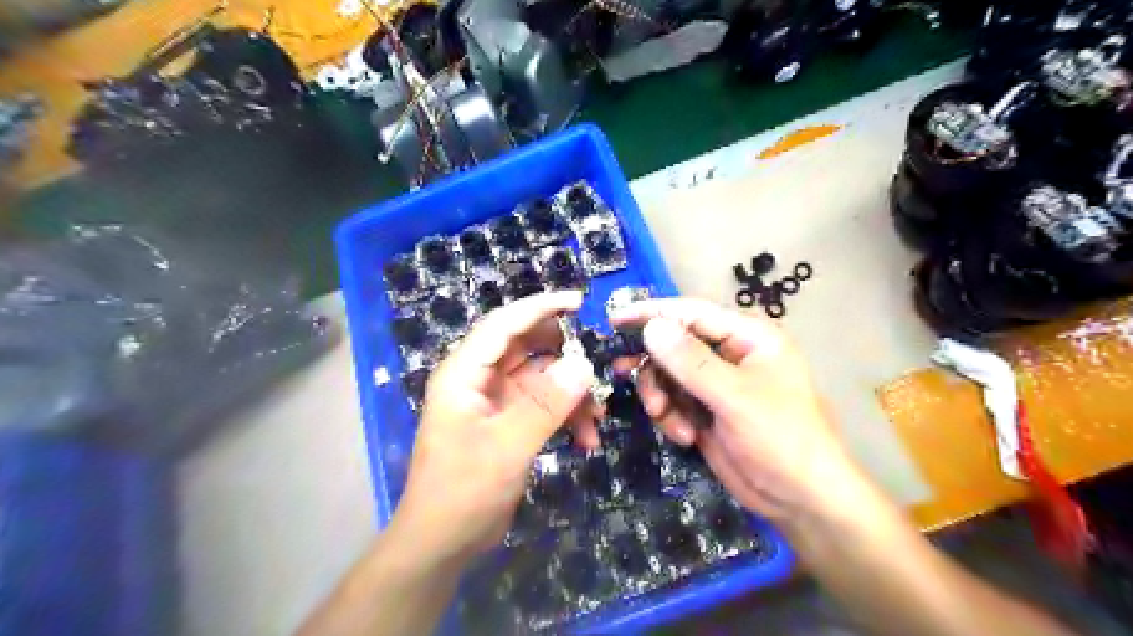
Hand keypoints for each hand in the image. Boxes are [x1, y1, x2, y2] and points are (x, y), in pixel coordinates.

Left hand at [389, 290, 595, 563]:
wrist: (443, 543)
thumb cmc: (463, 491)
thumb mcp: (507, 448)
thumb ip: (546, 405)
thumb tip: (583, 364)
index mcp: (465, 373)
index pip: (504, 324)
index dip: (540, 307)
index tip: (579, 301)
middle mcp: (478, 379)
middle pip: (526, 348)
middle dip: (564, 357)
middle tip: (598, 365)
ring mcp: (495, 401)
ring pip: (541, 379)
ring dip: (571, 395)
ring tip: (598, 418)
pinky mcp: (508, 422)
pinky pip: (544, 406)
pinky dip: (566, 417)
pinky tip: (586, 439)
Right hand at [611, 298, 859, 525]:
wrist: (801, 499)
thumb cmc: (781, 437)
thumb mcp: (734, 396)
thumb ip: (690, 361)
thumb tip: (651, 327)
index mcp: (747, 336)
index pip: (690, 313)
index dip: (651, 313)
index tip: (613, 319)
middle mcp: (730, 354)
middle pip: (674, 343)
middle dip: (652, 364)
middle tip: (619, 371)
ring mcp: (716, 384)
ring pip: (668, 374)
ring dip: (661, 396)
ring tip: (668, 419)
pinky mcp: (706, 410)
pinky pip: (673, 401)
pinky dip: (670, 416)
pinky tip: (684, 436)